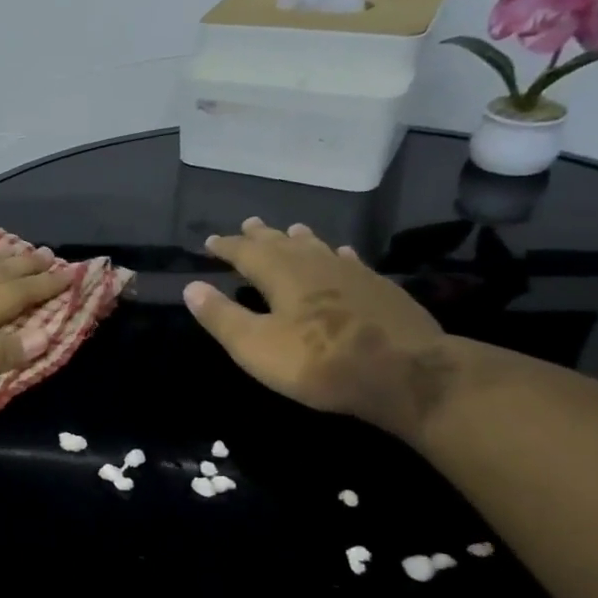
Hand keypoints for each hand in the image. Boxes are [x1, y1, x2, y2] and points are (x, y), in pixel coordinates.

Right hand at [185, 218, 456, 438]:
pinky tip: (341, 254)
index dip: (226, 246)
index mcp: (281, 274)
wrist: (405, 372)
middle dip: (261, 236)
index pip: (246, 252)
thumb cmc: (318, 361)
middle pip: (282, 243)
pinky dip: (336, 254)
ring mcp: (351, 273)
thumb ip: (222, 317)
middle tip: (248, 225)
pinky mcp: (379, 288)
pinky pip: (349, 261)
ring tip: (290, 230)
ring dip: (299, 238)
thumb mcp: (255, 346)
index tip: (210, 241)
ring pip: (317, 247)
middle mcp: (314, 263)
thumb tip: (192, 287)